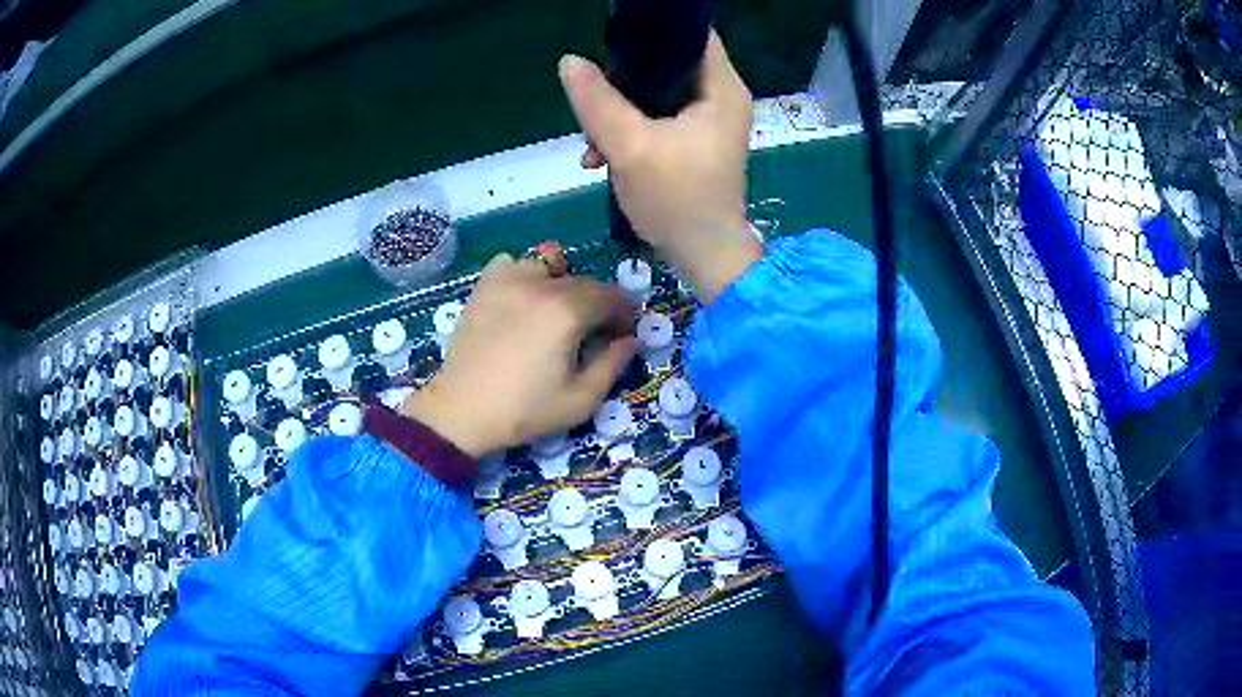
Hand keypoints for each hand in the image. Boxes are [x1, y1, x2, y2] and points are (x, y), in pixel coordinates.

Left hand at [400, 247, 636, 458]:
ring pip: (548, 261)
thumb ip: (613, 365)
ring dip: (560, 279)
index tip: (619, 334)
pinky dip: (522, 274)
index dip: (623, 313)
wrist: (462, 410)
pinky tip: (519, 300)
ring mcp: (508, 280)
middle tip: (589, 331)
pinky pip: (511, 263)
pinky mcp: (484, 285)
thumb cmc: (525, 410)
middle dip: (596, 302)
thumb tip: (630, 340)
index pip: (612, 296)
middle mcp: (541, 285)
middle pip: (584, 280)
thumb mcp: (580, 399)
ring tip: (552, 308)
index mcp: (569, 311)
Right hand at [558, 32, 761, 302]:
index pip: (692, 35)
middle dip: (626, 77)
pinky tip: (602, 153)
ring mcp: (710, 121)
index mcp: (721, 88)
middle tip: (595, 95)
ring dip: (621, 109)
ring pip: (659, 93)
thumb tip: (571, 62)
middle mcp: (722, 97)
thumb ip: (598, 101)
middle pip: (669, 63)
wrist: (703, 258)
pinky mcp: (697, 142)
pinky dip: (632, 129)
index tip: (613, 43)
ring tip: (592, 138)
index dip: (653, 32)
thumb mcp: (630, 147)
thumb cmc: (677, 200)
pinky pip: (659, 118)